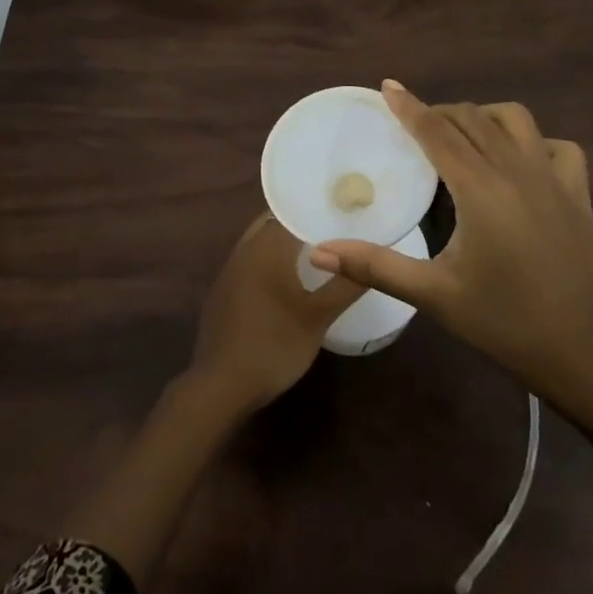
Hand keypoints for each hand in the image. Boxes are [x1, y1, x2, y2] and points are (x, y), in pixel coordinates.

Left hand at [189, 214, 366, 414]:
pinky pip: (251, 259)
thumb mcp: (318, 318)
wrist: (220, 386)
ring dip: (285, 240)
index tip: (343, 207)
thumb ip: (345, 285)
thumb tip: (372, 256)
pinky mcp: (224, 290)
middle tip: (333, 226)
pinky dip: (271, 258)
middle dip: (302, 221)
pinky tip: (288, 276)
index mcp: (266, 247)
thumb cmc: (273, 346)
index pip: (293, 211)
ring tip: (316, 247)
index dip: (317, 207)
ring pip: (261, 240)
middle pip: (275, 221)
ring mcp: (230, 270)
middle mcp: (245, 249)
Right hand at [309, 81, 592, 403]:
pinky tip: (520, 161)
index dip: (409, 106)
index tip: (387, 87)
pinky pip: (558, 147)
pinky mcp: (579, 195)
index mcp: (480, 188)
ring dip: (483, 117)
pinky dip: (534, 141)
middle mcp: (517, 170)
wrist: (586, 356)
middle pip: (471, 119)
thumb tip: (317, 251)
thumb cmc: (505, 323)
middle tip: (412, 126)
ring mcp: (553, 178)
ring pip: (516, 120)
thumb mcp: (434, 295)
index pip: (436, 132)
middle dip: (439, 113)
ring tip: (461, 136)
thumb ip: (375, 266)